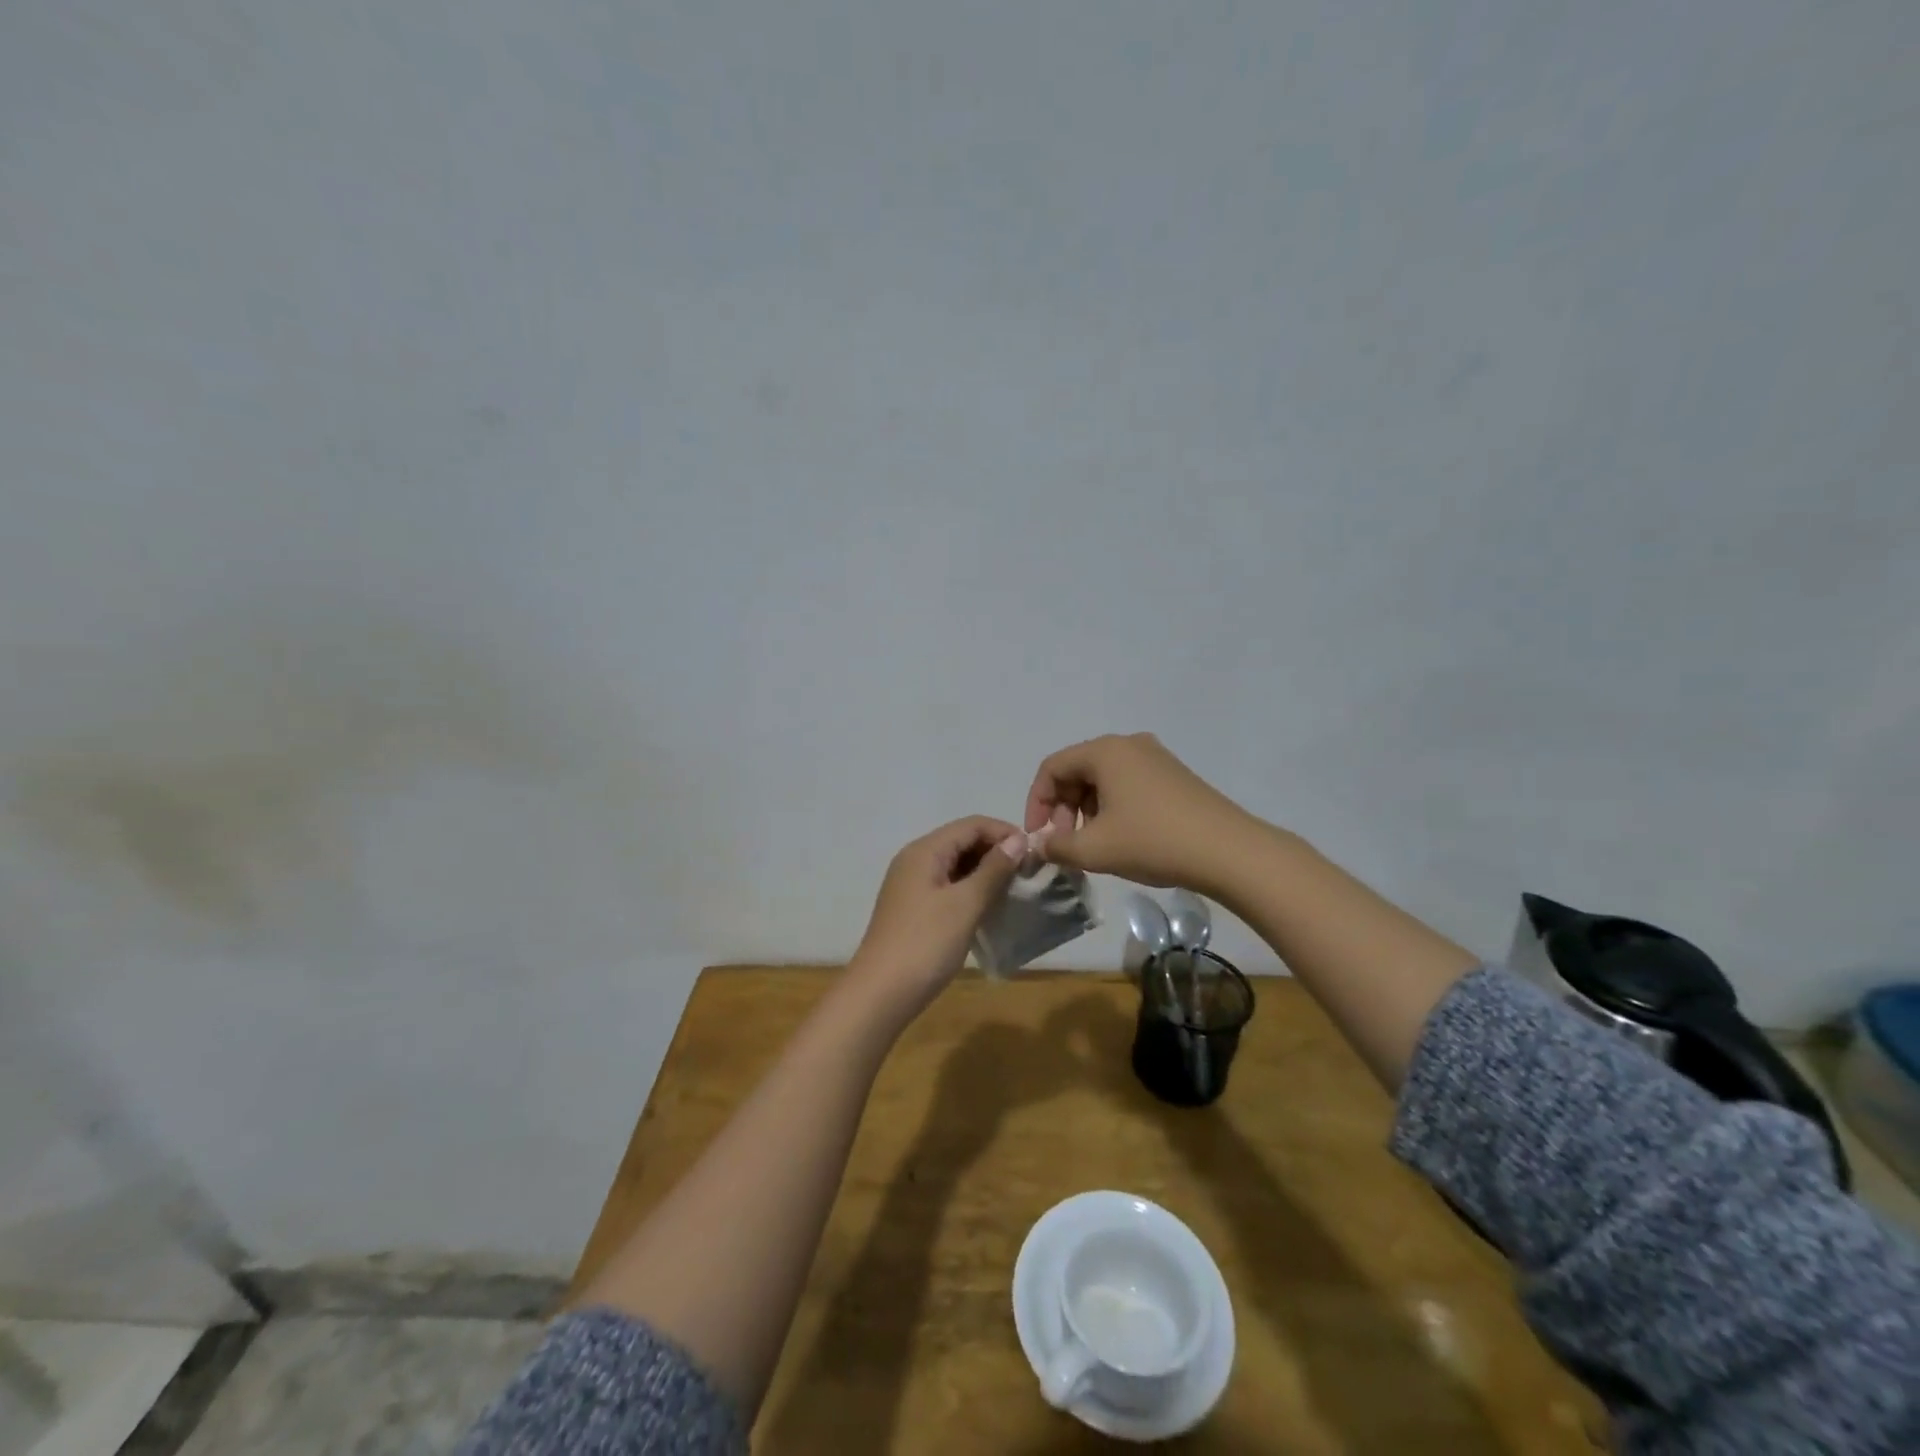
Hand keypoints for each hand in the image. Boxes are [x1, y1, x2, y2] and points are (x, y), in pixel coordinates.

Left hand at [848, 815, 1024, 1020]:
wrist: (880, 993)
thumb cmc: (925, 944)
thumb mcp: (965, 904)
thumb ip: (993, 870)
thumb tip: (1018, 840)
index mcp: (925, 850)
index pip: (971, 824)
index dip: (1004, 832)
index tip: (1035, 854)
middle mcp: (915, 859)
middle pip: (962, 840)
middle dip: (996, 851)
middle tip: (1028, 874)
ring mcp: (911, 884)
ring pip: (955, 864)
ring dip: (985, 872)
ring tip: (1014, 890)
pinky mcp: (913, 907)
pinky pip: (947, 885)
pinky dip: (970, 889)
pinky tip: (989, 907)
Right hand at [1023, 733, 1260, 891]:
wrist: (1229, 852)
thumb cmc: (1153, 841)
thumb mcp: (1095, 850)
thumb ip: (1057, 847)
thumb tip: (1041, 846)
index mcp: (1105, 751)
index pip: (1052, 768)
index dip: (1037, 802)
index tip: (1038, 836)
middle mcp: (1129, 745)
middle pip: (1077, 770)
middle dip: (1063, 808)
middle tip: (1066, 844)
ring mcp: (1156, 758)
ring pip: (1103, 779)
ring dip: (1087, 810)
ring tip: (1093, 845)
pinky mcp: (1174, 776)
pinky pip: (1128, 784)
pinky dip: (1112, 807)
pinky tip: (1122, 838)